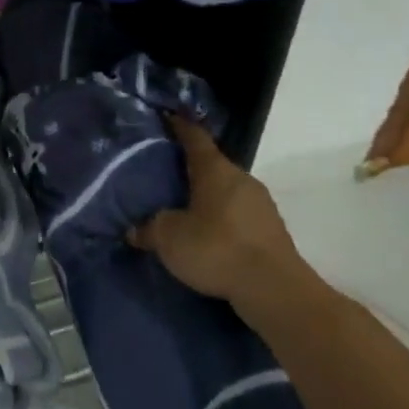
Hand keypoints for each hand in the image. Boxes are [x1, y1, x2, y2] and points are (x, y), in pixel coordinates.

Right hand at [129, 114, 306, 301]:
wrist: (274, 290)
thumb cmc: (216, 248)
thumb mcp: (169, 238)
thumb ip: (149, 229)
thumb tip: (133, 229)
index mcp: (214, 169)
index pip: (194, 136)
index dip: (179, 126)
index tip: (166, 118)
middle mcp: (241, 178)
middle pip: (212, 164)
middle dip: (192, 168)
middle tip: (167, 175)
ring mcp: (261, 204)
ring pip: (228, 191)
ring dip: (209, 197)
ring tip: (186, 209)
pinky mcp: (272, 230)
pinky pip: (240, 215)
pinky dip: (224, 219)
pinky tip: (211, 237)